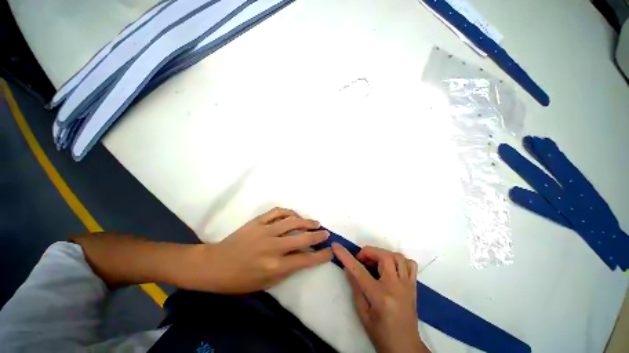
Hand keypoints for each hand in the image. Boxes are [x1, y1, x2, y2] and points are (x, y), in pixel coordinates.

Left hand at [197, 208, 332, 293]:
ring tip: (315, 222)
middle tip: (326, 233)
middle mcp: (273, 247)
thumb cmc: (239, 280)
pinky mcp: (257, 221)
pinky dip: (288, 212)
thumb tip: (301, 258)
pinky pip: (277, 212)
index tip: (330, 251)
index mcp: (275, 267)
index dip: (321, 255)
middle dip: (318, 235)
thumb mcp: (265, 284)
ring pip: (292, 221)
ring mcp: (265, 231)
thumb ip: (285, 271)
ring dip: (306, 221)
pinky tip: (294, 215)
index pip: (305, 260)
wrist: (215, 265)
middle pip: (302, 238)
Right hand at [332, 244, 429, 352]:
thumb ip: (355, 288)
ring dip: (383, 254)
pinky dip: (399, 259)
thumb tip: (347, 268)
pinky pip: (410, 264)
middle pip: (384, 257)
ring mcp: (407, 285)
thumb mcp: (363, 314)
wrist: (405, 347)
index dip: (345, 256)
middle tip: (361, 259)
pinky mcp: (414, 286)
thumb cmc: (381, 334)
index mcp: (380, 297)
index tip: (336, 246)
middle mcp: (396, 287)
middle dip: (368, 252)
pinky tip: (390, 265)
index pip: (359, 270)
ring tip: (374, 261)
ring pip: (397, 257)